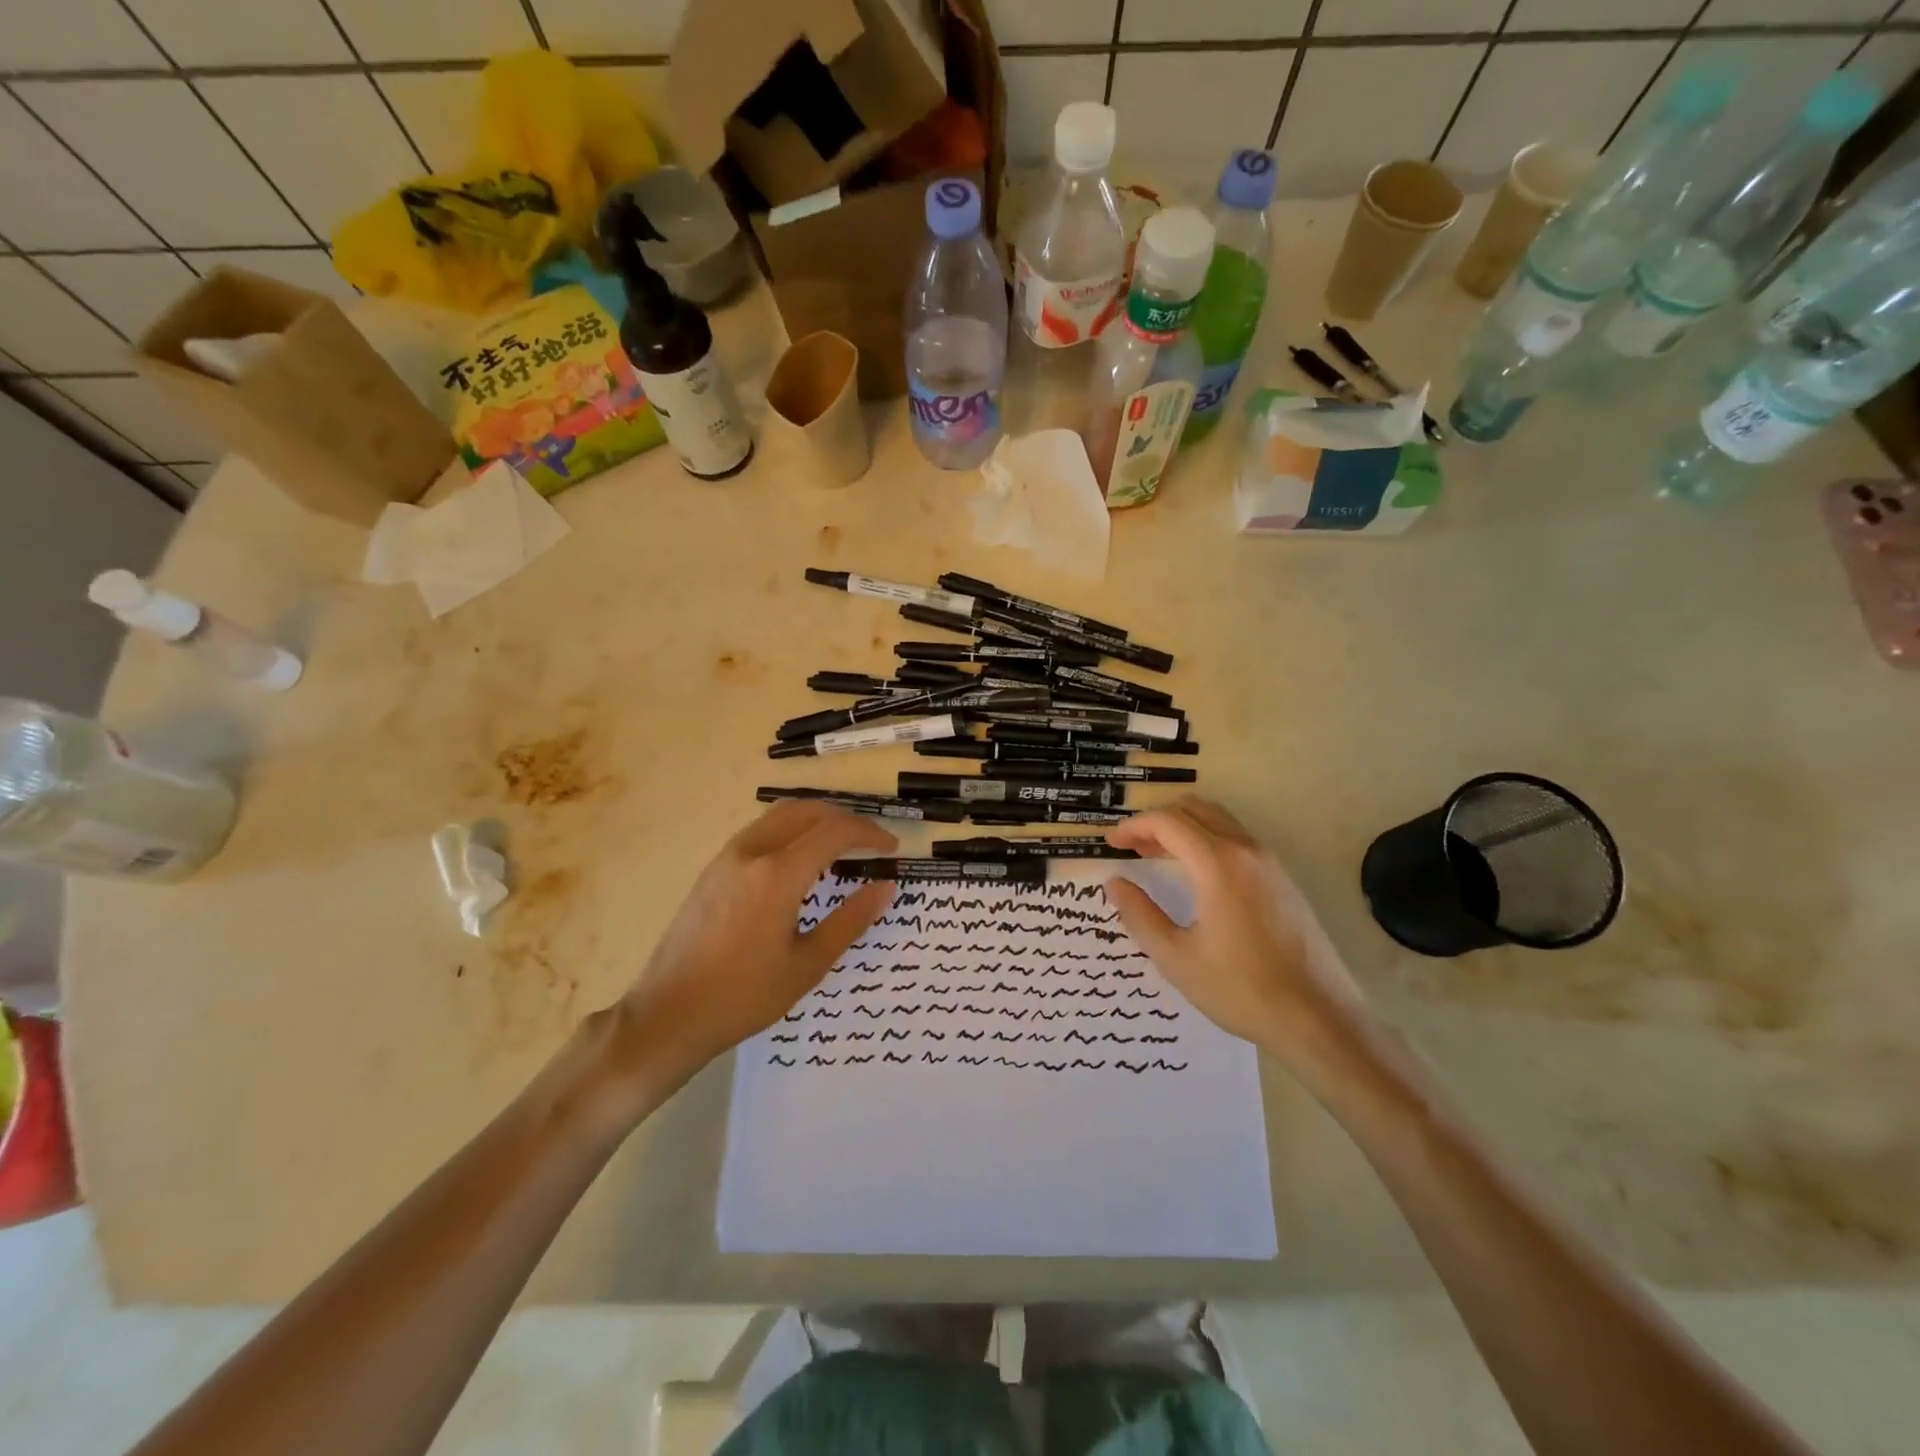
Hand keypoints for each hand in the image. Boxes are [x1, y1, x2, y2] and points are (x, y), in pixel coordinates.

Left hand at [626, 801, 896, 1075]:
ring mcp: (727, 857)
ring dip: (816, 820)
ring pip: (780, 815)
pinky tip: (799, 860)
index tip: (891, 848)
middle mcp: (752, 852)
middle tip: (870, 842)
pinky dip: (790, 830)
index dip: (868, 834)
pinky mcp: (712, 869)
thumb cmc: (744, 996)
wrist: (668, 1014)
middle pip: (807, 811)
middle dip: (845, 819)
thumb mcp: (807, 965)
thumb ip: (850, 920)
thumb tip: (886, 887)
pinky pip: (760, 830)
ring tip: (840, 846)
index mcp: (778, 874)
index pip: (834, 832)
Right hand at [1104, 797, 1366, 1067]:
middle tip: (1132, 847)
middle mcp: (1246, 851)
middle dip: (1157, 821)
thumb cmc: (1240, 989)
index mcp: (1218, 864)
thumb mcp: (1176, 957)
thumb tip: (1115, 883)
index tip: (1112, 844)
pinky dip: (1207, 842)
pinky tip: (1196, 876)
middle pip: (1194, 810)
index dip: (1134, 827)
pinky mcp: (1284, 880)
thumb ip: (1139, 914)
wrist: (1319, 1019)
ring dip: (1184, 829)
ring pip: (1219, 821)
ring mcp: (1270, 863)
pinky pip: (1237, 841)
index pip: (1168, 822)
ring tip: (1157, 856)